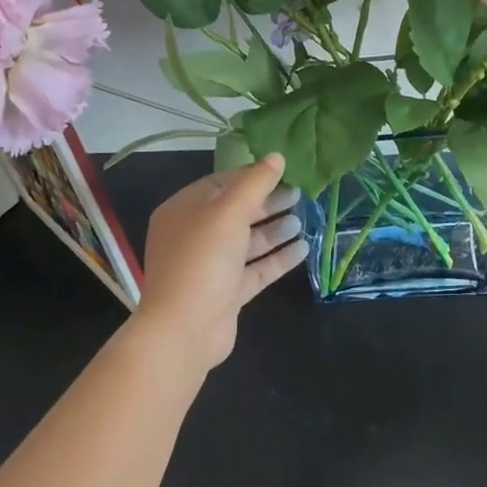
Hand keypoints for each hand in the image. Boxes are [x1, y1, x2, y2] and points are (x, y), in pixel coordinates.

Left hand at [134, 153, 306, 371]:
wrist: (184, 330)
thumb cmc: (202, 260)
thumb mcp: (229, 212)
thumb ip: (255, 183)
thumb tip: (277, 156)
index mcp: (184, 211)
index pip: (220, 183)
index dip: (251, 176)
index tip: (283, 171)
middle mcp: (194, 236)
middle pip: (236, 212)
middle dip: (267, 203)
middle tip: (299, 194)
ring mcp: (210, 266)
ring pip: (247, 241)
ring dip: (275, 230)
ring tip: (303, 219)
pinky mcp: (226, 292)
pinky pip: (255, 269)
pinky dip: (277, 258)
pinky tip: (303, 248)